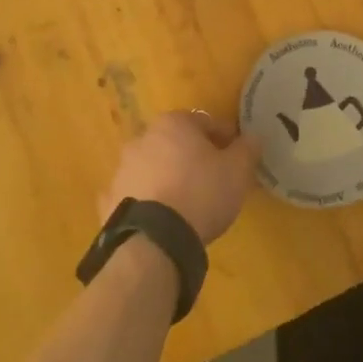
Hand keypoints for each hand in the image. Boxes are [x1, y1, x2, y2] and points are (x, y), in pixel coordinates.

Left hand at [102, 111, 261, 244]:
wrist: (154, 239)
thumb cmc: (201, 193)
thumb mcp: (237, 171)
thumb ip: (247, 149)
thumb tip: (252, 137)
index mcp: (173, 124)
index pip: (205, 122)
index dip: (224, 137)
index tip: (237, 155)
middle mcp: (143, 138)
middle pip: (175, 142)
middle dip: (192, 155)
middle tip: (212, 178)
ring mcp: (122, 168)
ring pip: (153, 166)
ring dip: (168, 176)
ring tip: (186, 202)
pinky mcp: (110, 199)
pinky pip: (134, 194)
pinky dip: (146, 200)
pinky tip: (160, 218)